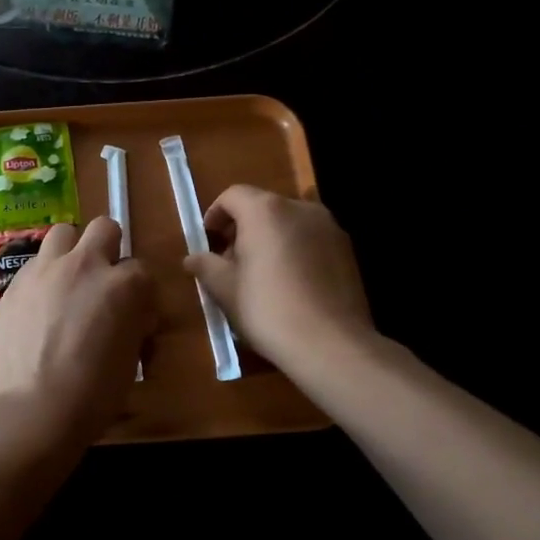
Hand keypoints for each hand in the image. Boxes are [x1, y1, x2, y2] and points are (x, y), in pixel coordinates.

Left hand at [0, 217, 156, 451]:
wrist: (33, 409)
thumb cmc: (94, 394)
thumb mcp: (131, 358)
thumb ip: (134, 323)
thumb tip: (134, 315)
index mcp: (124, 285)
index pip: (143, 269)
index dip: (139, 291)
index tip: (134, 312)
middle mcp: (85, 265)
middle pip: (105, 228)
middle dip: (108, 248)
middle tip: (103, 280)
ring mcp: (46, 269)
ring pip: (64, 233)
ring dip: (72, 250)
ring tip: (68, 281)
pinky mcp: (16, 282)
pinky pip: (35, 262)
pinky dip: (44, 274)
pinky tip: (40, 303)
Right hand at [182, 186, 375, 371]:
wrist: (330, 344)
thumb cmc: (268, 309)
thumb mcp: (225, 289)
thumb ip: (206, 266)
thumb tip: (191, 258)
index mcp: (265, 210)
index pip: (233, 196)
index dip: (215, 214)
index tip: (208, 238)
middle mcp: (299, 208)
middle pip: (263, 206)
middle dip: (243, 227)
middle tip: (230, 259)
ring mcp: (328, 227)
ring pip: (289, 222)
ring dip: (270, 237)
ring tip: (261, 272)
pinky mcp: (347, 250)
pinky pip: (311, 239)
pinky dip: (295, 249)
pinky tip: (290, 282)